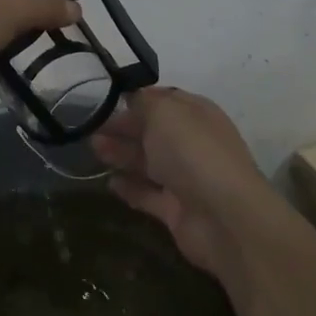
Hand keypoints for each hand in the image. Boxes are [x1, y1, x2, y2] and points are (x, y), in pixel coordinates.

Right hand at [91, 86, 283, 280]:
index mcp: (196, 114)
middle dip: (122, 127)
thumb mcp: (164, 112)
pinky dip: (129, 188)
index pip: (163, 100)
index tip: (105, 98)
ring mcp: (185, 178)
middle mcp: (192, 143)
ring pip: (147, 162)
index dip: (136, 98)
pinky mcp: (176, 210)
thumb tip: (132, 97)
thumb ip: (144, 101)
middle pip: (152, 131)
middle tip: (90, 126)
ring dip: (121, 154)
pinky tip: (109, 183)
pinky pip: (148, 195)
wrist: (224, 218)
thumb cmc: (193, 152)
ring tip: (93, 149)